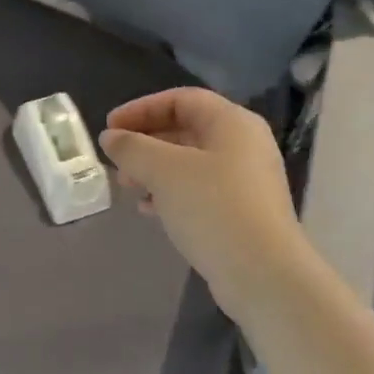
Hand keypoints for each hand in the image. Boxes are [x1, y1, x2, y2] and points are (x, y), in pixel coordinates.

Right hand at [99, 88, 311, 306]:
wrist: (263, 274)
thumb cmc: (212, 208)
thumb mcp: (163, 170)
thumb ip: (132, 147)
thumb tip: (111, 137)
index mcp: (232, 122)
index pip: (180, 99)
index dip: (141, 108)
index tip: (110, 127)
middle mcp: (243, 144)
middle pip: (185, 128)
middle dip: (145, 141)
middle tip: (116, 160)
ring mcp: (246, 180)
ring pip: (190, 162)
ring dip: (154, 169)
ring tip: (128, 187)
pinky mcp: (242, 211)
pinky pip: (199, 190)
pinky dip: (170, 192)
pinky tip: (149, 210)